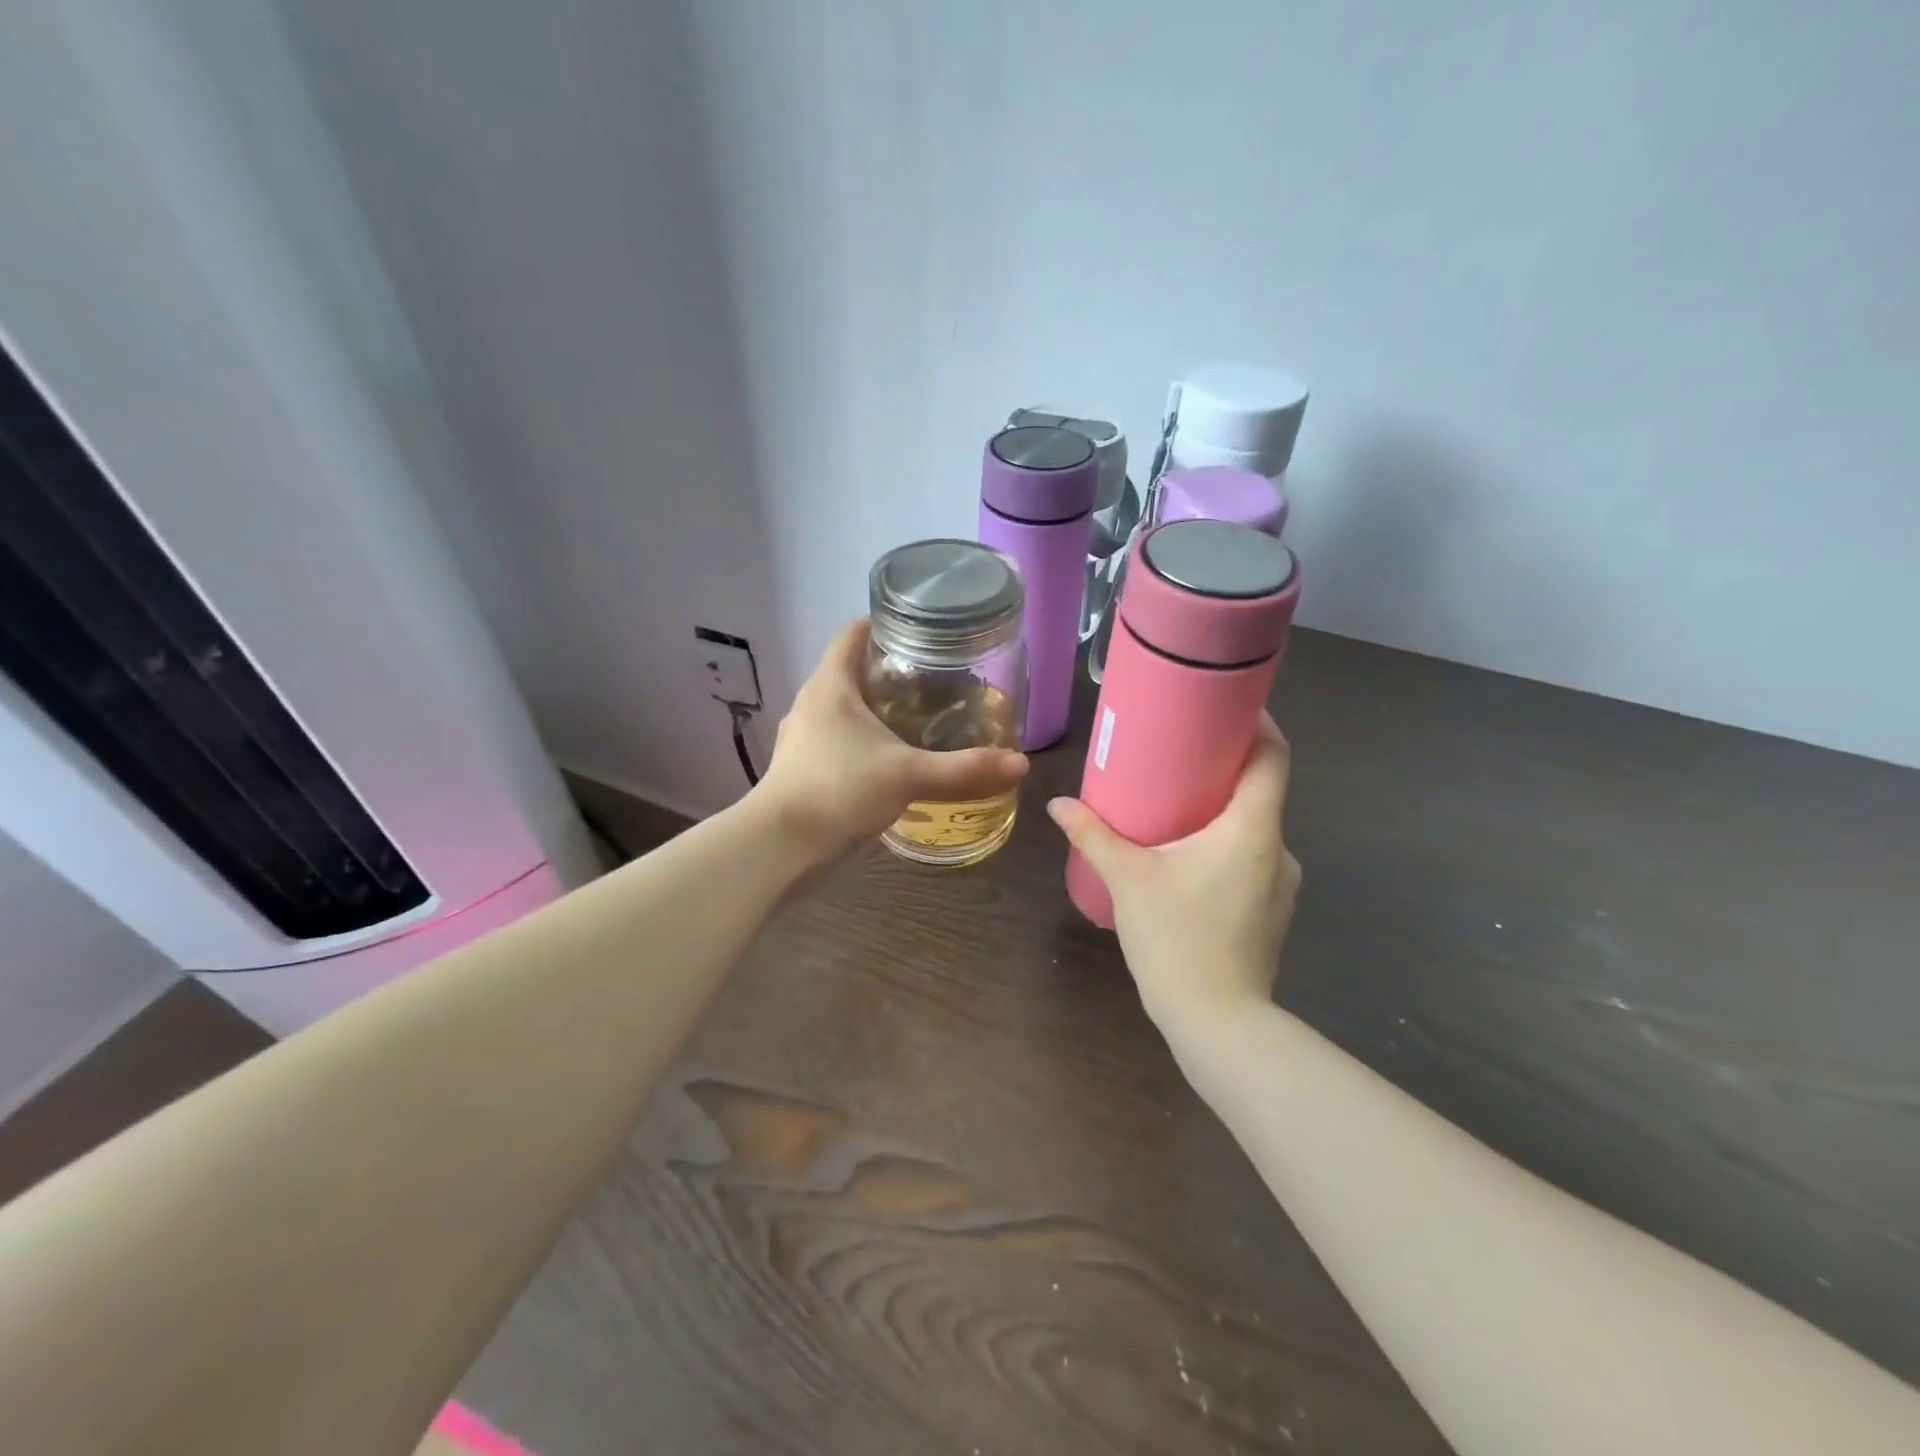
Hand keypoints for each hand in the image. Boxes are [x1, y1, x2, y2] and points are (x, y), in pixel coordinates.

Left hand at [754, 619, 1029, 861]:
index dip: (884, 623)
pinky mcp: (801, 767)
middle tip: (935, 680)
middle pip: (851, 670)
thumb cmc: (840, 790)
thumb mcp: (909, 775)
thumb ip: (964, 769)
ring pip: (843, 708)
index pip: (853, 633)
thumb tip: (1020, 764)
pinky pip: (837, 740)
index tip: (922, 631)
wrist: (780, 846)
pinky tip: (890, 760)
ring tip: (918, 719)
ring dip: (876, 709)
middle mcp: (812, 703)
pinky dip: (863, 740)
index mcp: (831, 685)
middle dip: (890, 672)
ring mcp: (803, 737)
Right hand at [1047, 714, 1300, 1025]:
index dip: (1256, 723)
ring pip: (1254, 829)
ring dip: (1222, 811)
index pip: (1274, 757)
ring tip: (1175, 808)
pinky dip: (1224, 846)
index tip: (1224, 705)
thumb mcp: (1128, 879)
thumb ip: (1093, 835)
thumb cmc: (1177, 937)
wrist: (1218, 1023)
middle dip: (1223, 768)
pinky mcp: (1271, 912)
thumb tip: (1058, 803)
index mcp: (1252, 829)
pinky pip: (1251, 860)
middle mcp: (1278, 849)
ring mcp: (1280, 885)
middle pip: (1261, 790)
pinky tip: (1187, 860)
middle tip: (1178, 755)